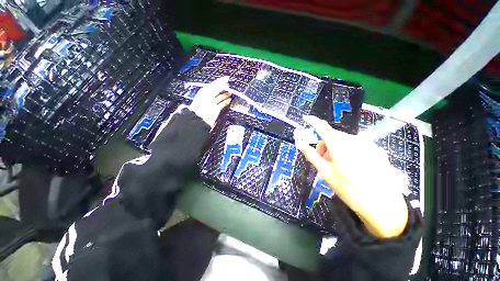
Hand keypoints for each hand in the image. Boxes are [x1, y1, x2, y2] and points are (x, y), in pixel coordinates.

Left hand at [189, 76, 232, 128]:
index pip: (214, 85)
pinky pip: (221, 105)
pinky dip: (225, 102)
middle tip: (230, 87)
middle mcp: (208, 97)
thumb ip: (217, 85)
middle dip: (224, 88)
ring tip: (231, 93)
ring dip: (226, 95)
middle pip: (217, 91)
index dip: (220, 82)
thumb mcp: (209, 91)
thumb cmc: (203, 103)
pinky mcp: (215, 110)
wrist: (200, 117)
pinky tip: (229, 100)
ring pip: (220, 98)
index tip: (227, 79)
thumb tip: (226, 79)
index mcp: (205, 91)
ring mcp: (212, 104)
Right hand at [295, 115, 408, 238]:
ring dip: (336, 148)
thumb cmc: (349, 190)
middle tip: (323, 159)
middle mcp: (354, 140)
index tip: (306, 119)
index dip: (313, 121)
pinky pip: (356, 145)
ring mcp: (367, 144)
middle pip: (333, 135)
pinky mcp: (376, 149)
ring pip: (344, 140)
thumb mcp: (326, 173)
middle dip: (324, 144)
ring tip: (338, 165)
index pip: (323, 127)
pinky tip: (353, 165)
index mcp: (339, 146)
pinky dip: (348, 150)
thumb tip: (300, 143)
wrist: (382, 206)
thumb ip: (312, 155)